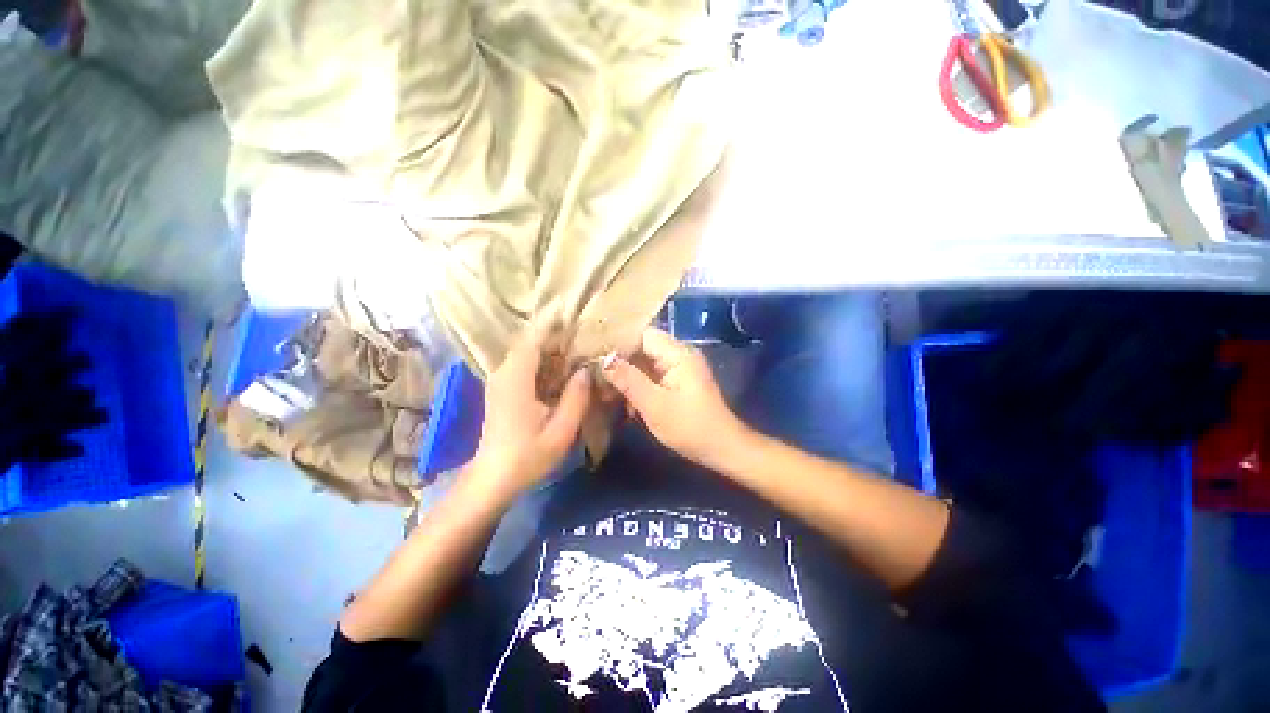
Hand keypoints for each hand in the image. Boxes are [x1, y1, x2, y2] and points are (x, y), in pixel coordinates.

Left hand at [468, 328, 591, 499]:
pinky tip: (559, 369)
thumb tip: (586, 371)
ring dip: (549, 349)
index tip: (572, 314)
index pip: (533, 340)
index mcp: (516, 380)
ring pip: (526, 353)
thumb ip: (576, 398)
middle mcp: (504, 374)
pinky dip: (541, 361)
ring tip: (576, 348)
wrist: (491, 479)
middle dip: (555, 336)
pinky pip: (523, 365)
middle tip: (583, 335)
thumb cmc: (527, 457)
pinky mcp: (500, 389)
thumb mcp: (560, 431)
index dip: (552, 325)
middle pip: (530, 343)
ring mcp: (499, 381)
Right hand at [602, 327, 747, 467]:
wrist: (721, 449)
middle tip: (594, 374)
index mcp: (677, 353)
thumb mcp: (654, 404)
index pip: (642, 334)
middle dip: (619, 361)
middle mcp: (679, 355)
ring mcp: (679, 368)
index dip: (618, 342)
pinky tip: (623, 400)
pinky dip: (638, 385)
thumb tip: (603, 358)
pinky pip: (652, 375)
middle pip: (642, 347)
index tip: (594, 353)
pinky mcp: (678, 382)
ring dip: (627, 375)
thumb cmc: (689, 427)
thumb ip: (628, 379)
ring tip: (604, 389)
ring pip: (645, 363)